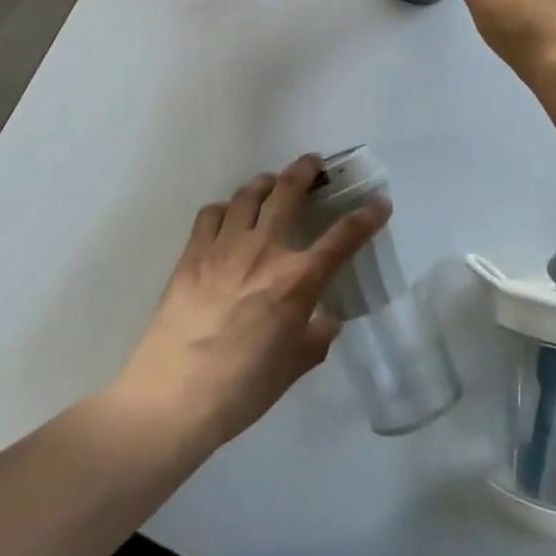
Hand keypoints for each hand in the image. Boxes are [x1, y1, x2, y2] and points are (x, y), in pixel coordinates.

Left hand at [113, 154, 389, 449]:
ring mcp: (225, 245)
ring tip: (271, 183)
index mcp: (297, 280)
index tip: (379, 202)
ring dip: (265, 182)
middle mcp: (265, 250)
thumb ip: (315, 339)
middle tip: (313, 162)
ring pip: (248, 194)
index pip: (342, 238)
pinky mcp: (193, 251)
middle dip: (305, 170)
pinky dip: (225, 208)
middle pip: (289, 191)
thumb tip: (328, 321)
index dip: (366, 217)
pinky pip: (212, 213)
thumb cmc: (242, 388)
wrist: (175, 393)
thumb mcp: (292, 369)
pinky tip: (227, 217)